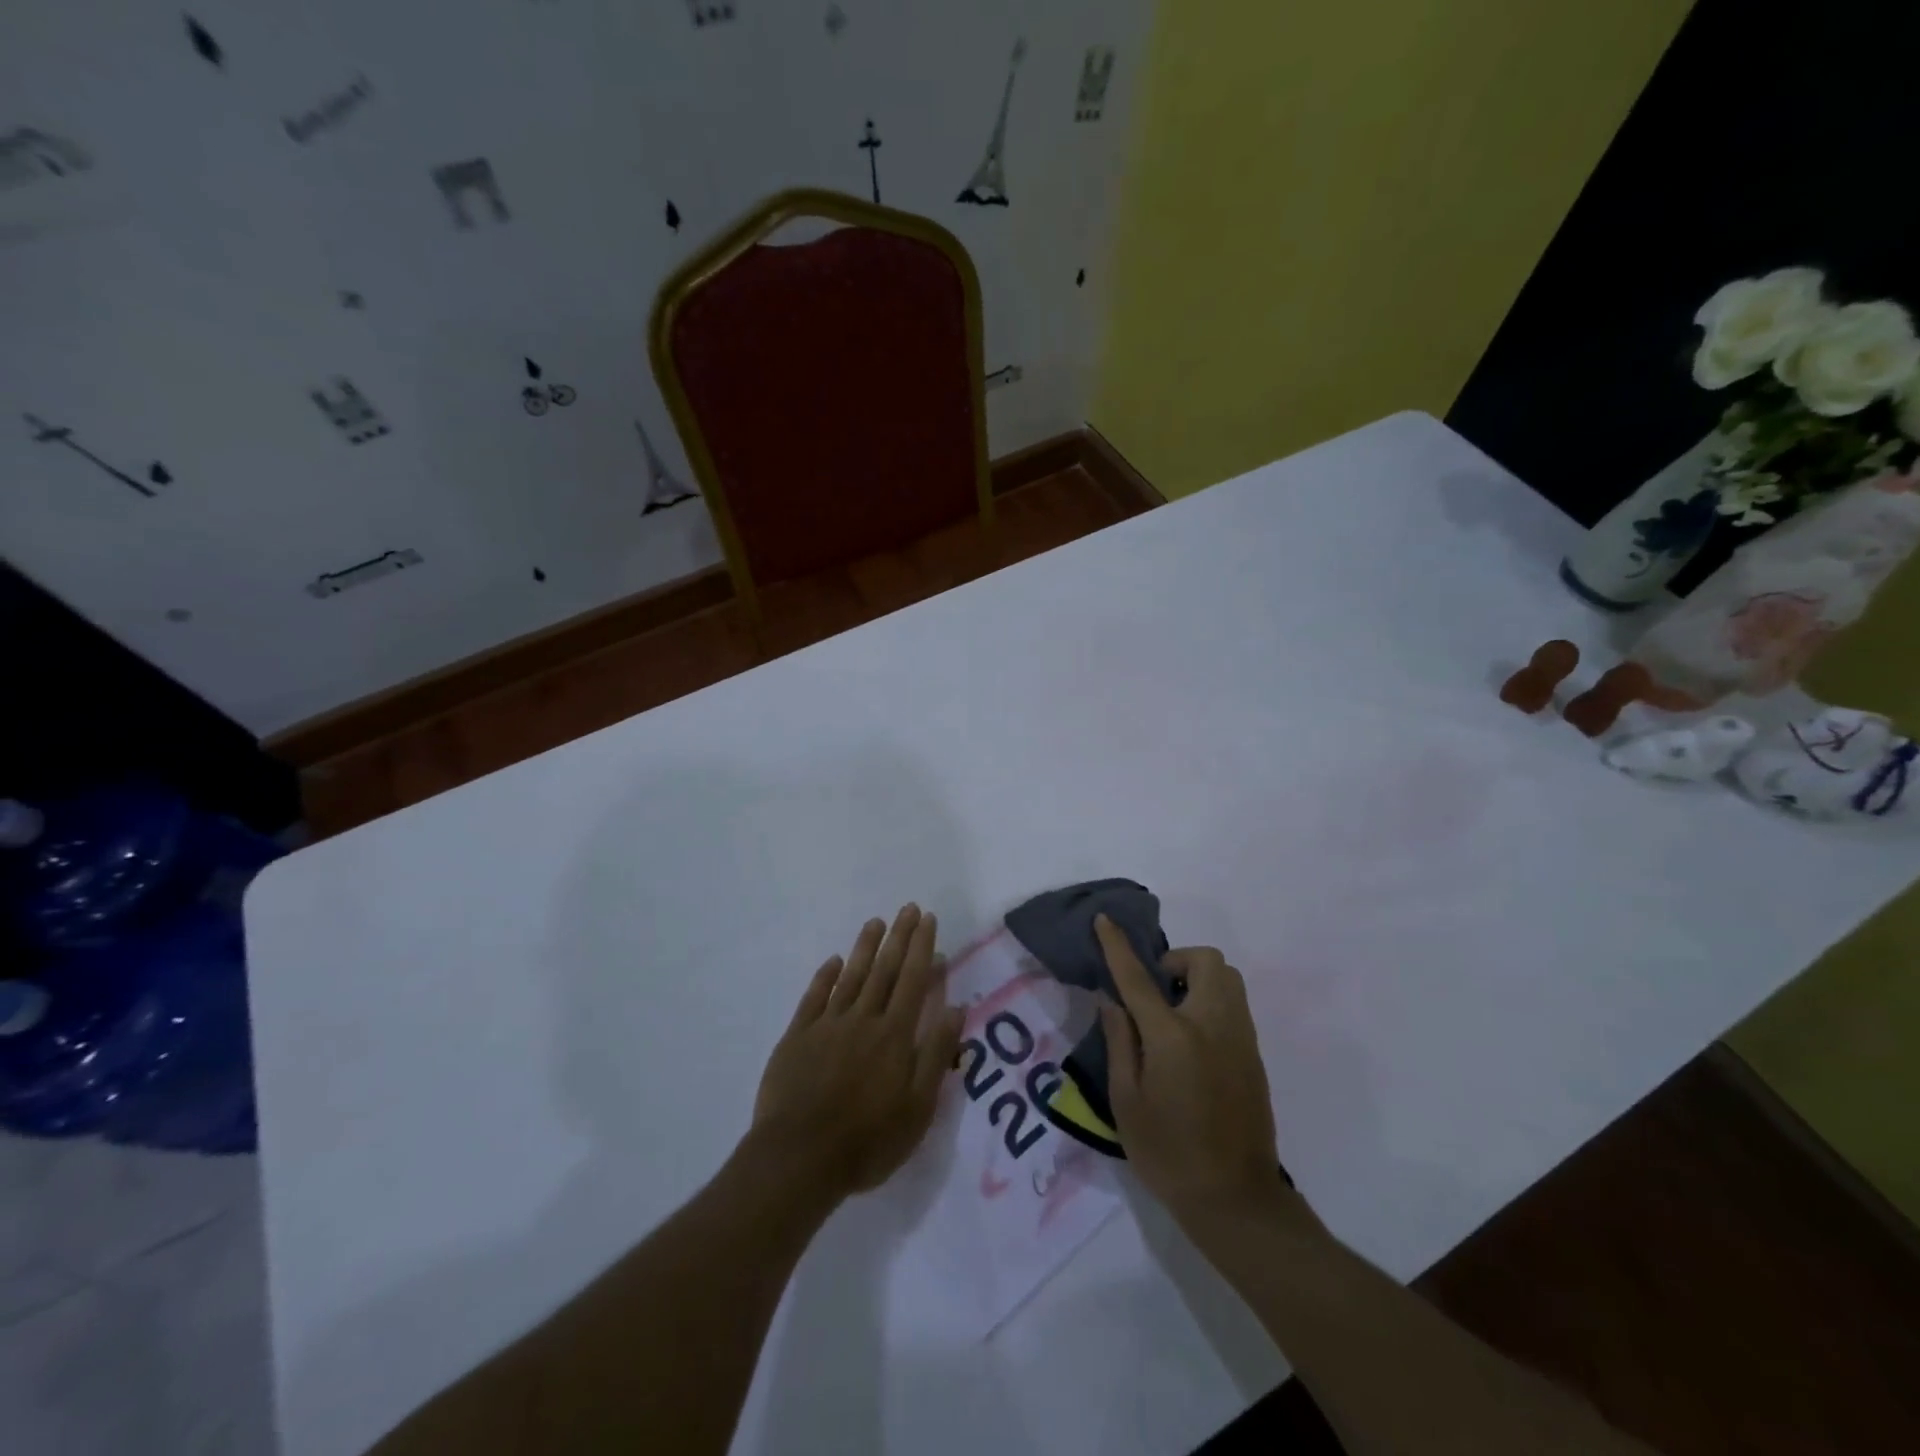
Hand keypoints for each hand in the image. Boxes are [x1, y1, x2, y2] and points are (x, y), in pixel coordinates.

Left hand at [752, 905, 964, 1201]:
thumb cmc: (867, 1141)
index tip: (928, 919)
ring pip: (851, 976)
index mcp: (894, 1035)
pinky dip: (825, 976)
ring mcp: (827, 1025)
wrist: (798, 1158)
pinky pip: (814, 997)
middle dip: (899, 937)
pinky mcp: (797, 1037)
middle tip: (907, 908)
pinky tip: (834, 961)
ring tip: (876, 922)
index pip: (913, 980)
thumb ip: (937, 1054)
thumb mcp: (918, 1109)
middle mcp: (863, 1019)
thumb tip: (956, 1008)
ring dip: (865, 947)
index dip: (922, 948)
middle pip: (884, 970)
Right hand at [1095, 915, 1287, 1227]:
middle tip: (1155, 993)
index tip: (1105, 920)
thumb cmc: (1168, 1153)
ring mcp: (1240, 1038)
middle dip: (1177, 961)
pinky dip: (1212, 1001)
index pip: (1139, 977)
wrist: (1235, 1200)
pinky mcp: (1254, 1055)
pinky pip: (1235, 1005)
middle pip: (1206, 961)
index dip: (1118, 945)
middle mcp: (1213, 1025)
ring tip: (1173, 1013)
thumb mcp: (1126, 1101)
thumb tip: (1113, 1002)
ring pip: (1228, 978)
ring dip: (1198, 978)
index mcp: (1174, 1036)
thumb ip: (1119, 1042)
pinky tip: (1193, 1040)